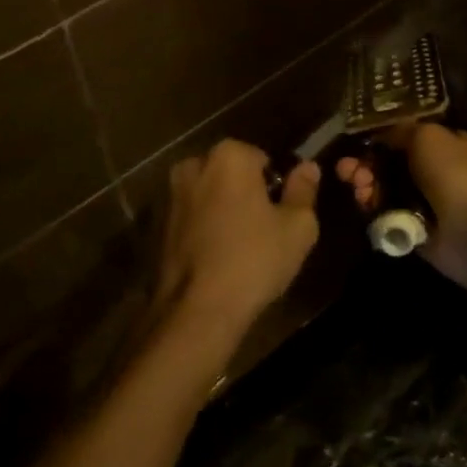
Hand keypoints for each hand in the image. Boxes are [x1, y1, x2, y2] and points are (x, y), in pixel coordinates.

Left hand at [159, 140, 319, 347]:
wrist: (198, 311)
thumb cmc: (254, 260)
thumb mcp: (298, 226)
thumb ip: (304, 190)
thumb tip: (308, 167)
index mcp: (229, 156)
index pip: (263, 159)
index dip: (276, 186)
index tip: (281, 214)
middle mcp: (195, 165)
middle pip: (232, 173)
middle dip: (247, 193)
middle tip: (264, 230)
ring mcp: (171, 195)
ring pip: (210, 194)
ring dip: (224, 210)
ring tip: (242, 247)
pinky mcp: (158, 225)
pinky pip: (193, 217)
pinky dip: (205, 228)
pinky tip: (218, 258)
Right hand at [336, 123, 466, 288]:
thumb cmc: (454, 174)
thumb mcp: (427, 135)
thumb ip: (402, 130)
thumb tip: (382, 135)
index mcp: (448, 144)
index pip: (408, 136)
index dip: (382, 138)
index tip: (359, 142)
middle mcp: (438, 171)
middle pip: (391, 163)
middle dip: (366, 164)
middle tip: (346, 169)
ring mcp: (426, 202)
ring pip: (386, 189)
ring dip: (366, 185)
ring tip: (355, 186)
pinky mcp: (415, 229)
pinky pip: (387, 215)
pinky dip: (373, 209)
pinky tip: (364, 204)